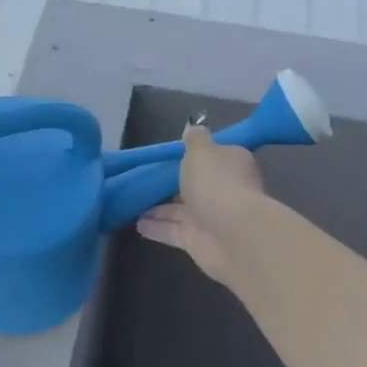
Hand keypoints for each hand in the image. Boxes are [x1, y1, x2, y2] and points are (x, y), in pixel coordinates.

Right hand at [135, 125, 267, 286]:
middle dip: (172, 184)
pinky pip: (172, 230)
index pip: (213, 156)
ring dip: (158, 208)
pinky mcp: (198, 240)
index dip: (193, 156)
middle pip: (195, 184)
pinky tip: (136, 224)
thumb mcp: (201, 151)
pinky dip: (156, 227)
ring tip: (133, 203)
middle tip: (144, 181)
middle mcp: (223, 189)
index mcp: (230, 163)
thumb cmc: (217, 183)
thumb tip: (193, 126)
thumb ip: (194, 139)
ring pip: (180, 210)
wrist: (233, 235)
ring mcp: (211, 217)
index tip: (169, 156)